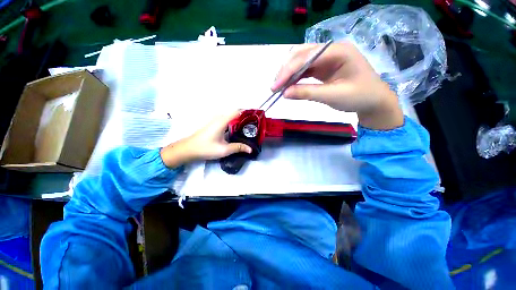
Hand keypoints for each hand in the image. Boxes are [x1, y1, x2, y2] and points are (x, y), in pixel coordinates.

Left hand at [160, 112, 252, 167]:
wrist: (188, 149)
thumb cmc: (206, 148)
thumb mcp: (224, 150)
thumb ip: (238, 147)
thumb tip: (250, 149)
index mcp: (222, 121)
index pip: (237, 112)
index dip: (247, 113)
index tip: (256, 118)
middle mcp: (219, 118)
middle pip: (235, 114)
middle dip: (245, 118)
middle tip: (255, 126)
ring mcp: (216, 121)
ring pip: (231, 117)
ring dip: (240, 121)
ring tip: (249, 128)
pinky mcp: (214, 124)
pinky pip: (227, 120)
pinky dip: (234, 123)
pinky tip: (238, 131)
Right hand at [272, 42, 403, 129]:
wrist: (374, 101)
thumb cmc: (359, 97)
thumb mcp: (333, 96)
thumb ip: (307, 93)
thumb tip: (284, 93)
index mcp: (338, 51)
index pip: (306, 57)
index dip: (288, 71)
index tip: (275, 87)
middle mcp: (330, 50)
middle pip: (301, 54)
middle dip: (285, 70)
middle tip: (275, 88)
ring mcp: (326, 58)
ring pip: (301, 61)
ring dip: (288, 74)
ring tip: (279, 88)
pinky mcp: (323, 67)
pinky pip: (305, 69)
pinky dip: (295, 77)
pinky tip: (289, 86)